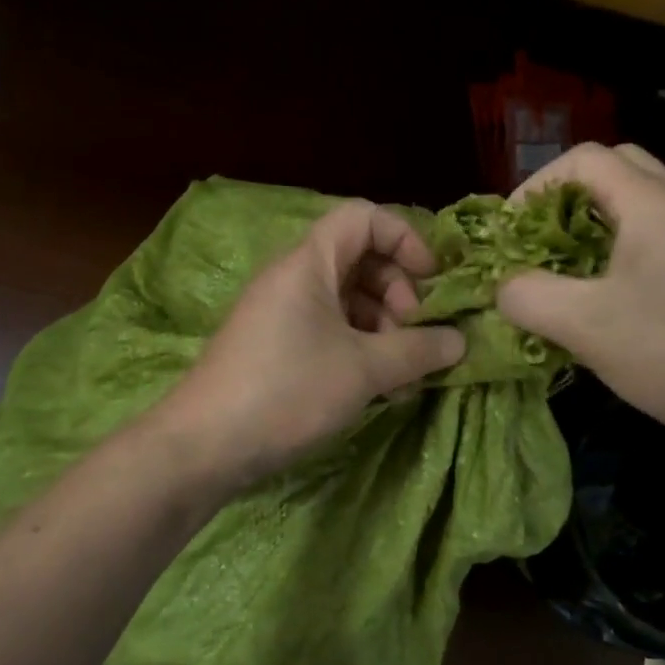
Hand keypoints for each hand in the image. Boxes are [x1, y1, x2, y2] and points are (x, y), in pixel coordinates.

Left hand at [153, 199, 466, 489]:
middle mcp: (294, 278)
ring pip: (348, 302)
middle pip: (361, 261)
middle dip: (399, 294)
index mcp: (309, 262)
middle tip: (416, 336)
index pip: (364, 218)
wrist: (204, 446)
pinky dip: (360, 351)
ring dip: (384, 330)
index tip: (432, 280)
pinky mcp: (277, 347)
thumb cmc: (287, 390)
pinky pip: (329, 332)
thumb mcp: (363, 370)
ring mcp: (282, 314)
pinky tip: (380, 390)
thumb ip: (417, 350)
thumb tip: (460, 341)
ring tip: (404, 377)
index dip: (405, 239)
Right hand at [496, 143, 664, 455]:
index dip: (536, 186)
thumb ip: (528, 296)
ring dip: (593, 229)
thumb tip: (503, 287)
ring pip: (639, 209)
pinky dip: (619, 256)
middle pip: (617, 171)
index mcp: (654, 205)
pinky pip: (657, 244)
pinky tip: (605, 305)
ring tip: (563, 274)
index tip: (511, 233)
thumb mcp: (584, 326)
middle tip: (538, 243)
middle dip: (566, 200)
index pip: (586, 158)